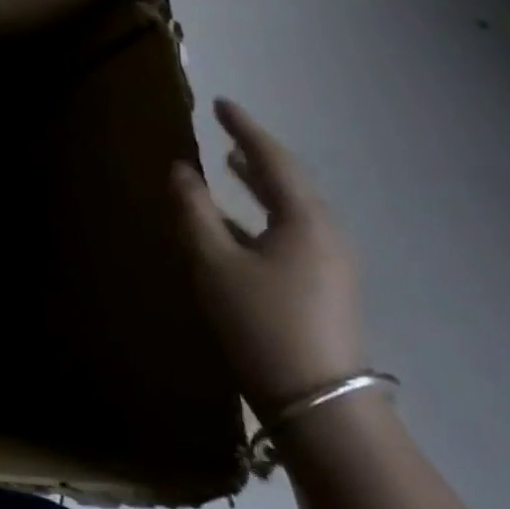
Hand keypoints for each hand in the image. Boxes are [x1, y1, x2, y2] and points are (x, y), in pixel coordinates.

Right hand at [171, 99, 364, 414]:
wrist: (318, 404)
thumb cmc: (261, 322)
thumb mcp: (213, 262)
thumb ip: (193, 210)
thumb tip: (181, 169)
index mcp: (305, 221)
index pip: (273, 160)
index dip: (245, 129)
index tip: (220, 104)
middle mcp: (325, 235)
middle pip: (288, 181)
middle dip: (256, 153)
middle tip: (225, 130)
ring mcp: (329, 263)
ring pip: (290, 208)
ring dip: (259, 183)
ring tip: (231, 164)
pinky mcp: (322, 286)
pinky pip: (289, 230)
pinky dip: (262, 212)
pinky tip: (237, 220)